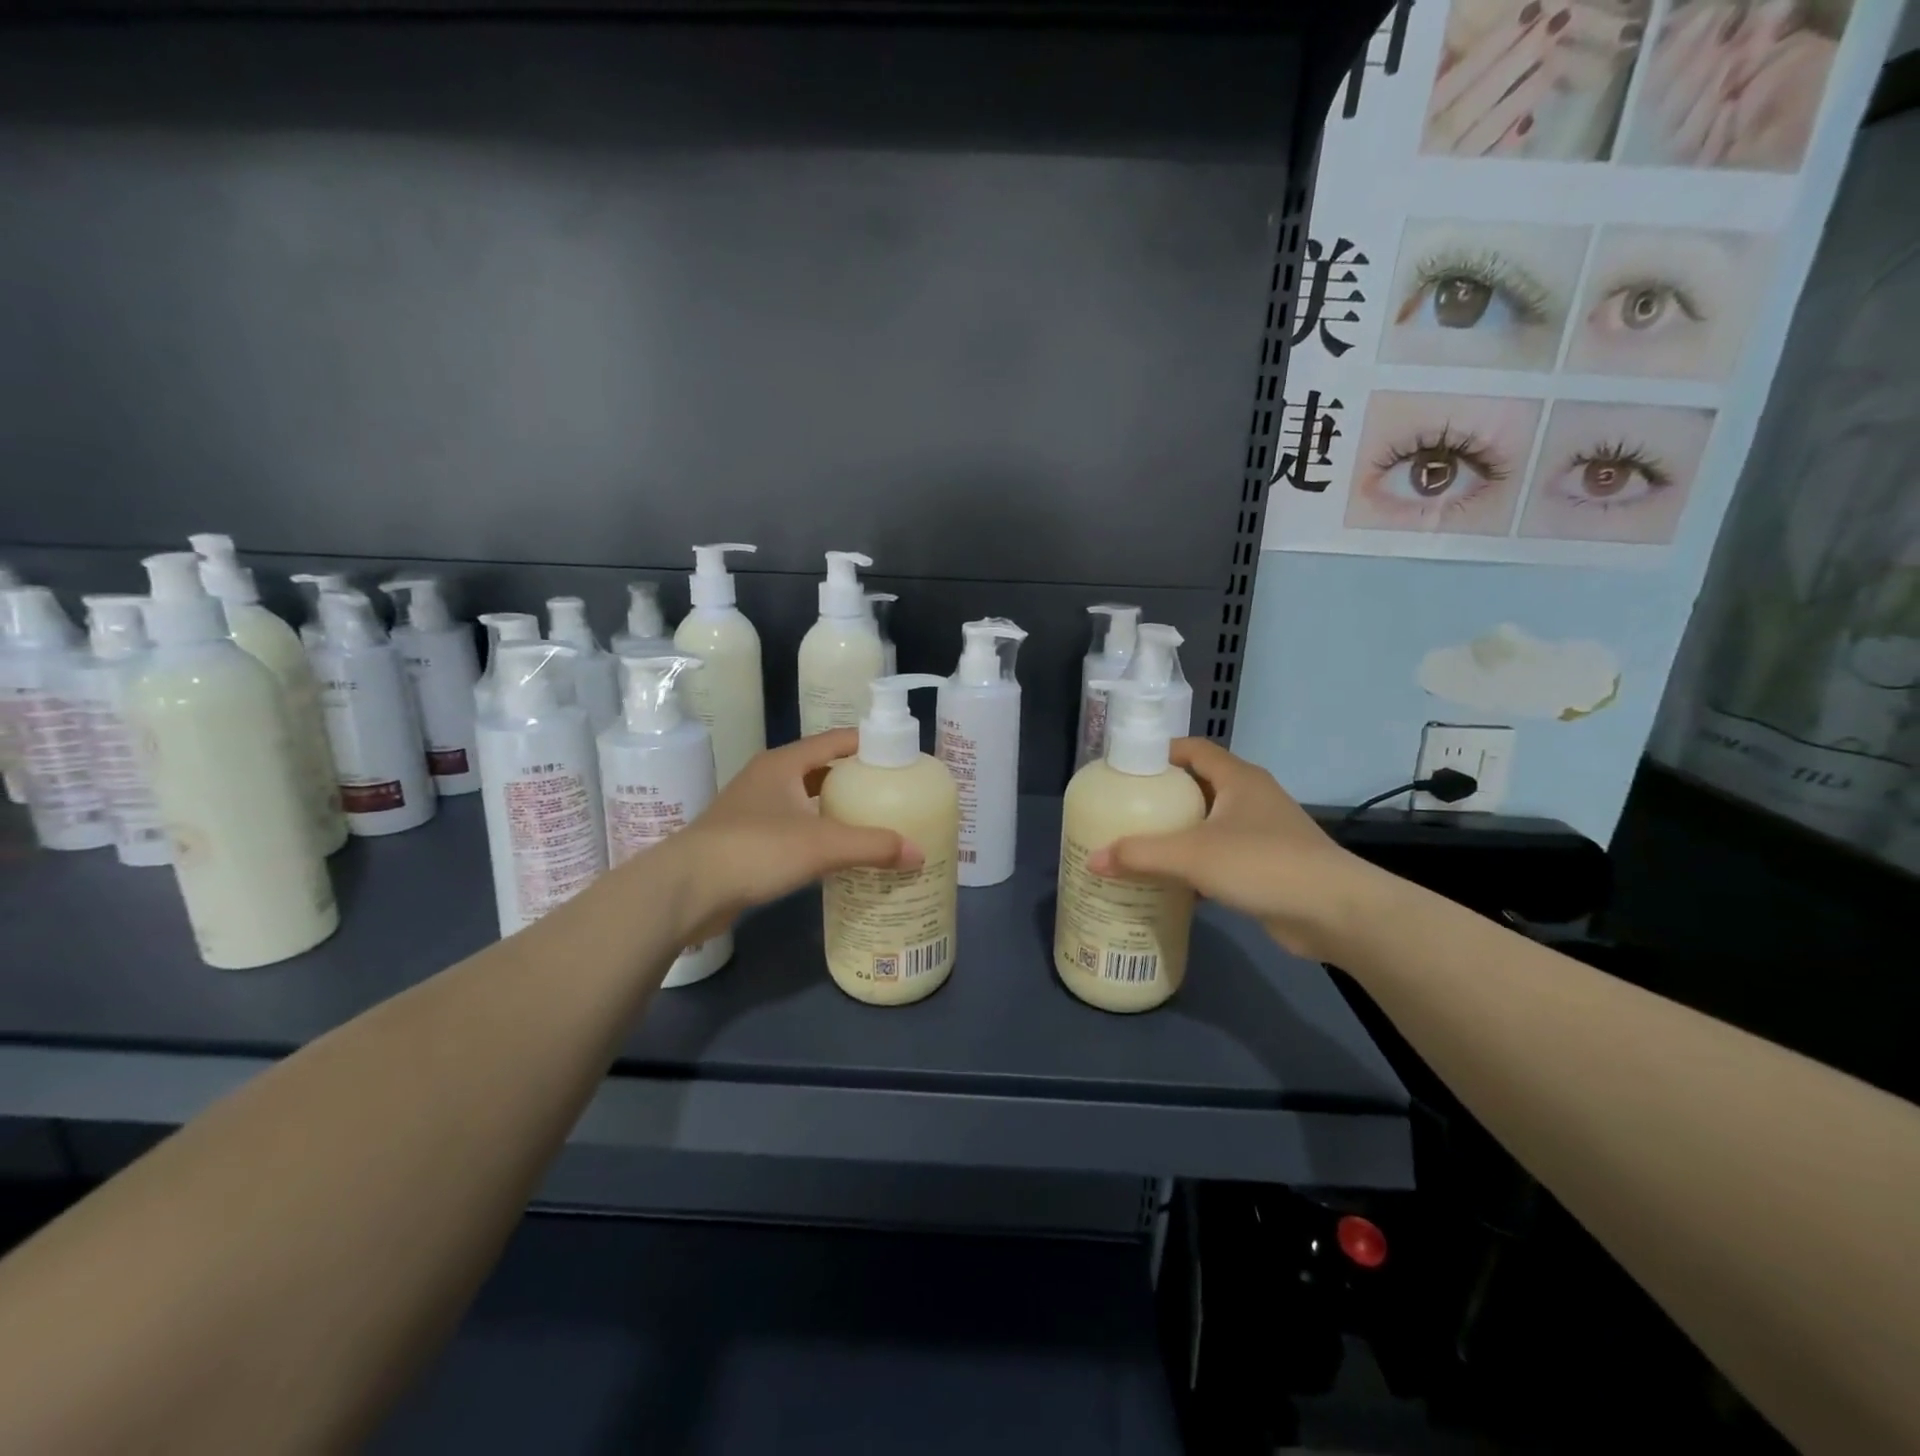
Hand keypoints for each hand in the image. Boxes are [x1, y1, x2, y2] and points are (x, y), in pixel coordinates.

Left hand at [664, 730, 921, 944]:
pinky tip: (837, 854)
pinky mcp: (746, 840)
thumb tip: (919, 852)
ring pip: (806, 801)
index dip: (869, 744)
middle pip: (822, 770)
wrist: (685, 890)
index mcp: (784, 763)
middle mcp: (768, 778)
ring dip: (835, 809)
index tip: (901, 756)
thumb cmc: (755, 850)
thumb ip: (873, 846)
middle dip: (856, 780)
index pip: (836, 740)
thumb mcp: (821, 845)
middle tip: (892, 794)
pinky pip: (793, 828)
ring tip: (873, 822)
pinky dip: (817, 835)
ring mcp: (753, 810)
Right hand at [1087, 739, 1376, 961]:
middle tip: (1125, 810)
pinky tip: (1172, 882)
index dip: (1160, 752)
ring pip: (1210, 824)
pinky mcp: (1268, 865)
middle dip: (1164, 797)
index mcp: (1238, 778)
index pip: (1194, 749)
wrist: (1334, 912)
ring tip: (1140, 845)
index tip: (1126, 768)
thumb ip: (1140, 855)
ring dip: (1180, 833)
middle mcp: (1251, 798)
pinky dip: (1197, 864)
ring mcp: (1263, 832)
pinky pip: (1222, 855)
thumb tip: (1093, 861)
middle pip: (1199, 786)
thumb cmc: (1262, 863)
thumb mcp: (1192, 855)